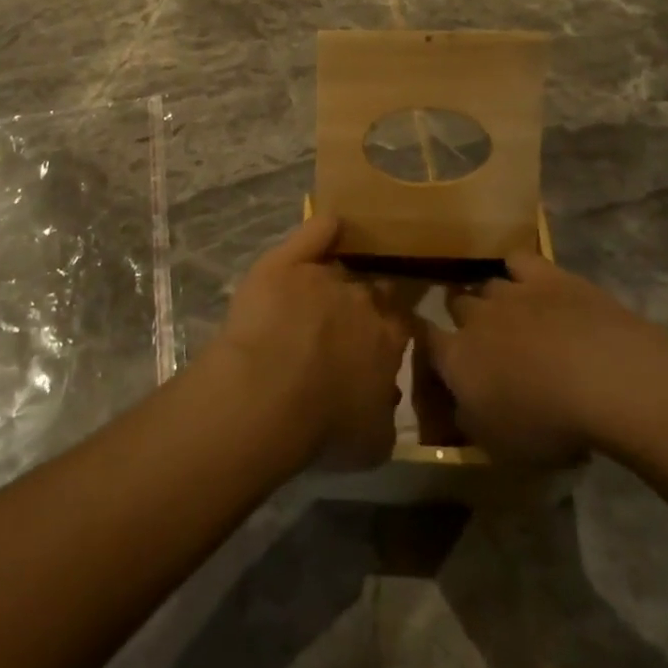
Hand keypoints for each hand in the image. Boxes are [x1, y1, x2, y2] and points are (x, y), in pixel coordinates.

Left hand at [214, 211, 411, 470]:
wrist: (267, 394)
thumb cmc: (322, 426)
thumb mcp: (373, 441)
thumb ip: (386, 411)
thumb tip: (386, 393)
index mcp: (388, 339)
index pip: (400, 321)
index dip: (392, 326)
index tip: (383, 335)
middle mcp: (363, 299)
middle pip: (372, 288)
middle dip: (366, 300)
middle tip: (349, 318)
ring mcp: (325, 274)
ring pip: (341, 265)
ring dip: (338, 274)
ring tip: (326, 285)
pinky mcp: (288, 261)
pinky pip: (317, 231)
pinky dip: (326, 227)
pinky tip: (331, 225)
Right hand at [424, 252, 667, 465]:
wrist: (603, 377)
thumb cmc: (548, 425)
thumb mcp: (501, 447)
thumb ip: (471, 421)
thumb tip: (458, 406)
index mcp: (456, 359)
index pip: (426, 339)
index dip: (426, 340)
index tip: (432, 347)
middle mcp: (474, 317)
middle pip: (456, 304)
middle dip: (463, 317)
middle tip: (483, 338)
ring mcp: (509, 291)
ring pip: (487, 284)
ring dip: (492, 297)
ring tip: (511, 312)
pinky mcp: (544, 274)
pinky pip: (518, 260)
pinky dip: (518, 268)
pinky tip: (528, 280)